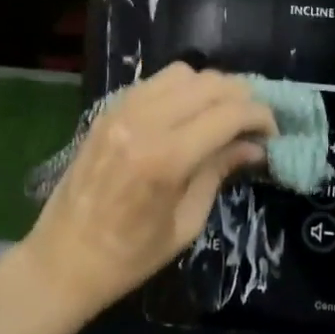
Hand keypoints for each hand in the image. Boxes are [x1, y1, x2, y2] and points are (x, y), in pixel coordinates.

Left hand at [20, 64, 275, 316]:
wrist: (62, 261)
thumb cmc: (129, 257)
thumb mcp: (186, 223)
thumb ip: (219, 172)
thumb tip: (254, 146)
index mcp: (167, 158)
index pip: (229, 113)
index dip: (260, 116)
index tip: (272, 132)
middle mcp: (145, 122)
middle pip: (210, 83)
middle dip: (241, 97)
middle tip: (253, 122)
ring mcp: (123, 110)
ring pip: (183, 73)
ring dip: (211, 87)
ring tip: (221, 114)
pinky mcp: (109, 109)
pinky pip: (155, 82)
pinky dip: (181, 88)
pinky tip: (188, 112)